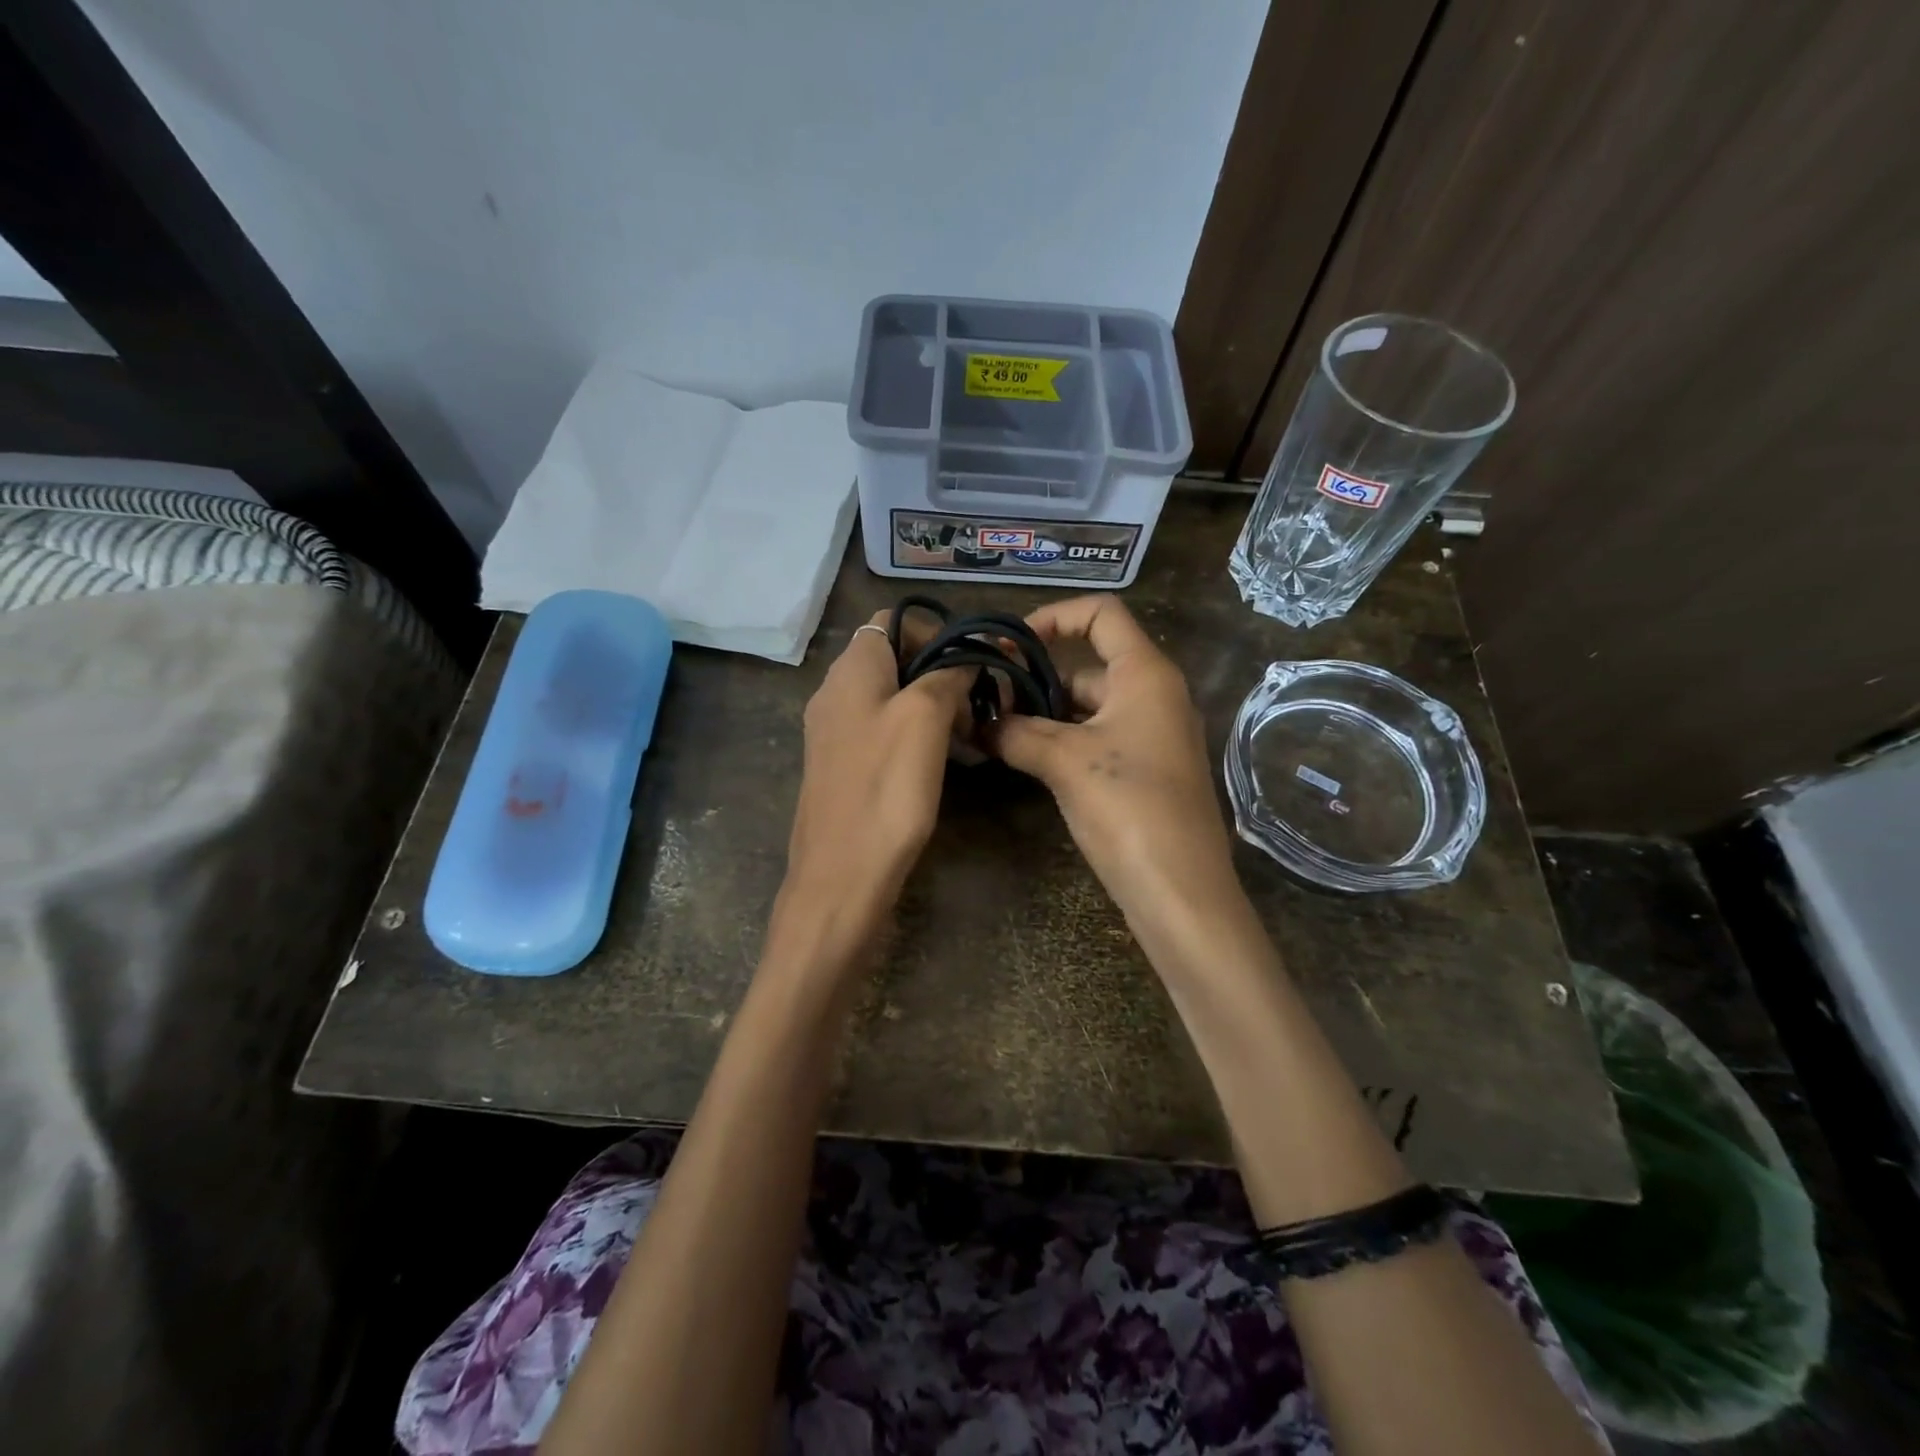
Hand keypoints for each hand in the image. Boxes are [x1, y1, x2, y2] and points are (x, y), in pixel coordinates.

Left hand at [780, 613, 970, 943]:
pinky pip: (884, 731)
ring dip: (935, 706)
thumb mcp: (924, 719)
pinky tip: (944, 762)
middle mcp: (836, 691)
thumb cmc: (885, 790)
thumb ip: (947, 675)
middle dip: (942, 673)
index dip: (937, 632)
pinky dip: (917, 735)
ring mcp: (836, 731)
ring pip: (894, 697)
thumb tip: (967, 656)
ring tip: (969, 739)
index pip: (893, 620)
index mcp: (851, 670)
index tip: (971, 666)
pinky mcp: (844, 765)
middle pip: (896, 659)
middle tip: (976, 707)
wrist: (840, 877)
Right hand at [988, 596, 1238, 919]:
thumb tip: (976, 722)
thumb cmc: (1128, 806)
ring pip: (1087, 706)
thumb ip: (1016, 732)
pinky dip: (1060, 741)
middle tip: (985, 699)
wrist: (1180, 890)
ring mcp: (1150, 735)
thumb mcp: (1064, 762)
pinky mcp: (1143, 770)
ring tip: (993, 729)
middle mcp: (1153, 694)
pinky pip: (1095, 738)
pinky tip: (1022, 758)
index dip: (1053, 616)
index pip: (1102, 613)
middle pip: (1087, 664)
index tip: (1008, 644)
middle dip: (1035, 677)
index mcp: (1145, 673)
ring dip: (1042, 714)